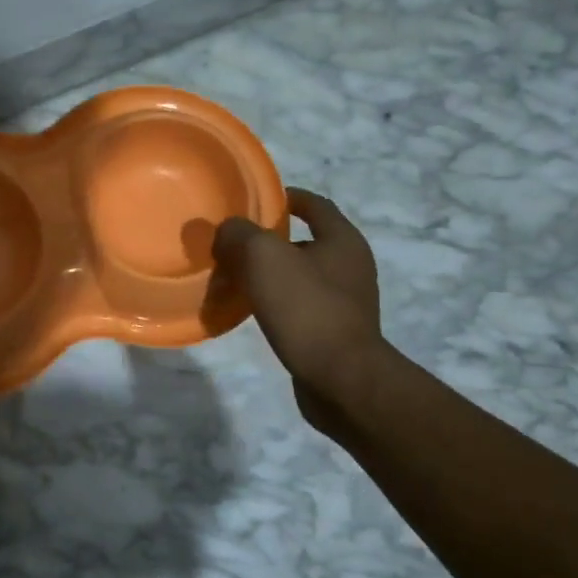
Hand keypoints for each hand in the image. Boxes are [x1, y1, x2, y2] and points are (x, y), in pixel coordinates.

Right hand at [213, 188, 382, 436]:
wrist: (342, 380)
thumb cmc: (306, 309)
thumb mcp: (264, 258)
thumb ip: (240, 235)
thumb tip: (227, 230)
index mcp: (343, 240)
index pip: (314, 204)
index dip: (284, 197)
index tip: (253, 201)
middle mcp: (350, 266)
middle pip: (304, 242)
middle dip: (269, 241)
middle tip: (232, 245)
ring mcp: (346, 302)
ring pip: (300, 277)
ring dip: (270, 275)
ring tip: (234, 280)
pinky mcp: (336, 333)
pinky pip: (300, 307)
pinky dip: (276, 304)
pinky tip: (252, 312)